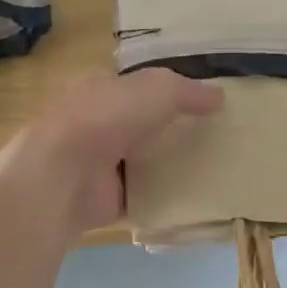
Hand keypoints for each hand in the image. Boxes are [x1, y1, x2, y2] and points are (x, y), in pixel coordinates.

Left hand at [6, 69, 223, 233]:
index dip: (170, 91)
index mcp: (103, 89)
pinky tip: (196, 201)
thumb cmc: (108, 117)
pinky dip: (164, 200)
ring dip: (171, 167)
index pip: (140, 86)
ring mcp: (100, 164)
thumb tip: (221, 96)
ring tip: (215, 170)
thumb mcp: (158, 89)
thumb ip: (189, 92)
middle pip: (144, 125)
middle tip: (218, 138)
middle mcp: (99, 124)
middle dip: (174, 130)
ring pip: (144, 162)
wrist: (65, 173)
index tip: (205, 103)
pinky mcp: (106, 199)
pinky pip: (144, 198)